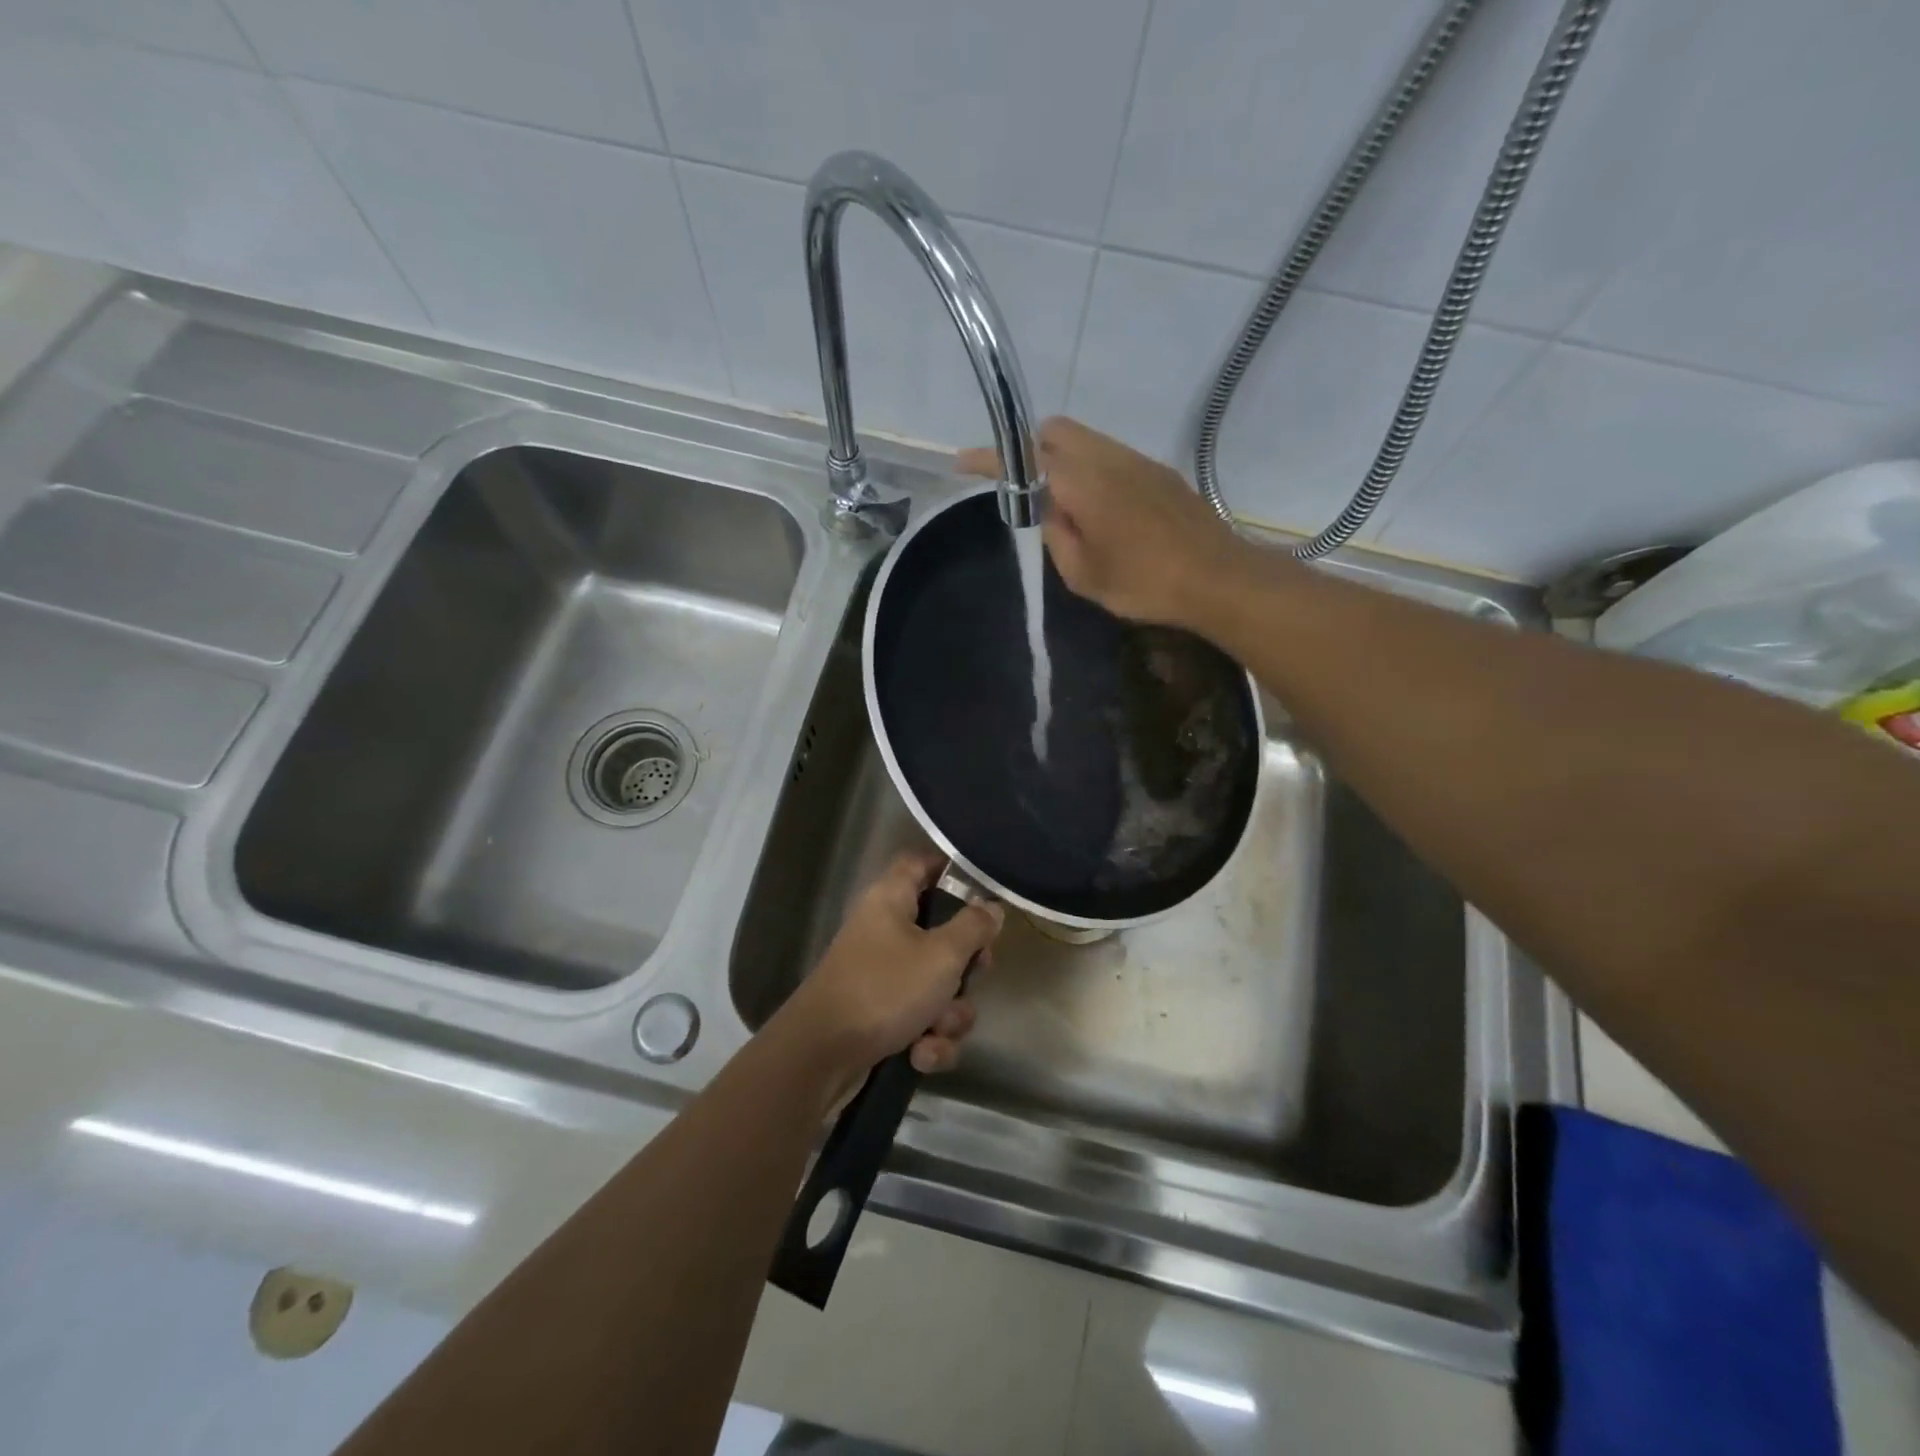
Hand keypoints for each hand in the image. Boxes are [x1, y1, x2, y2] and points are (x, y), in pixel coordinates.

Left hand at [778, 852, 1003, 1088]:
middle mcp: (886, 931)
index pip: (921, 863)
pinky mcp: (880, 1015)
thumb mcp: (941, 955)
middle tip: (975, 974)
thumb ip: (973, 927)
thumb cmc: (884, 989)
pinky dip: (927, 1039)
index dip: (951, 869)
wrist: (821, 1057)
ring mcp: (882, 975)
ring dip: (948, 1014)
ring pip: (937, 984)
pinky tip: (919, 1055)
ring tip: (936, 1029)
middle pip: (942, 932)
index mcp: (891, 900)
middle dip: (965, 965)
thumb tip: (992, 906)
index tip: (984, 890)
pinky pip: (920, 1019)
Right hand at [957, 417, 1259, 628]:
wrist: (1218, 578)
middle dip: (1031, 450)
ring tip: (1068, 508)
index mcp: (1083, 484)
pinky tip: (1102, 510)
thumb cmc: (1145, 584)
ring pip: (1087, 439)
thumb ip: (1057, 535)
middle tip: (1027, 493)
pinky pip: (1111, 454)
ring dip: (1064, 461)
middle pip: (1056, 431)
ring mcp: (1138, 461)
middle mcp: (1108, 458)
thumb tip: (1050, 510)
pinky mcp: (1159, 471)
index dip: (990, 459)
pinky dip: (1091, 469)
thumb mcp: (1084, 575)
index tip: (963, 462)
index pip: (1025, 459)